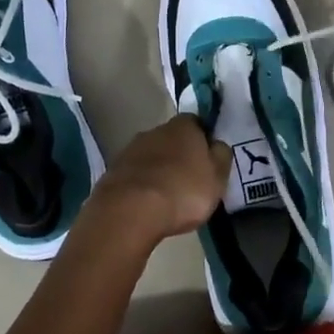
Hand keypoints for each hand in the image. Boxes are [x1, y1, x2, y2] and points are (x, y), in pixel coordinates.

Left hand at [89, 114, 230, 243]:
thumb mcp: (217, 177)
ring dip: (159, 169)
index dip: (204, 139)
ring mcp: (130, 150)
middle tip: (190, 179)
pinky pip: (135, 175)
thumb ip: (221, 156)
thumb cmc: (183, 191)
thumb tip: (217, 144)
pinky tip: (147, 203)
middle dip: (180, 155)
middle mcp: (155, 130)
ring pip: (151, 156)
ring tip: (168, 195)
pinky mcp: (113, 171)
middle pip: (172, 138)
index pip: (197, 122)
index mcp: (183, 126)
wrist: (130, 210)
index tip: (208, 159)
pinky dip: (142, 185)